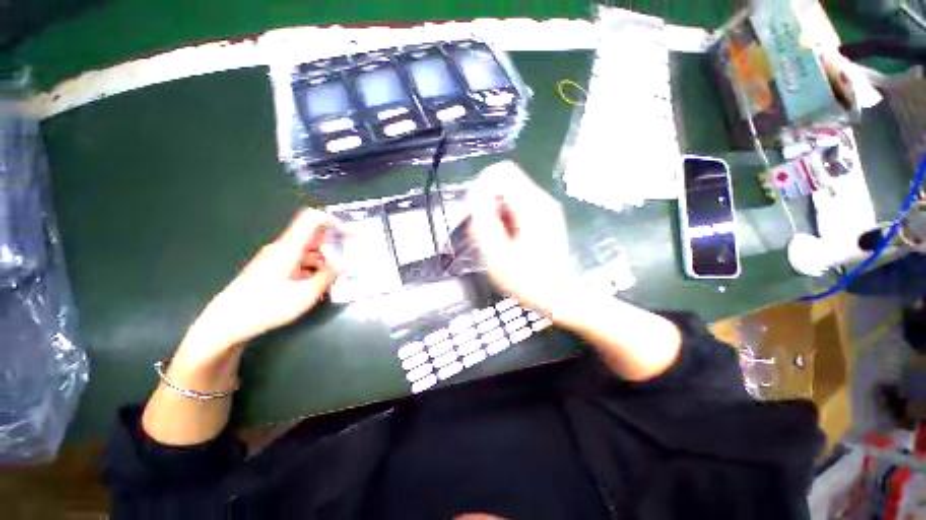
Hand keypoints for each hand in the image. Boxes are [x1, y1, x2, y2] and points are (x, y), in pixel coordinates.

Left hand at [180, 209, 343, 357]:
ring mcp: (275, 259)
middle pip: (312, 237)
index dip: (332, 220)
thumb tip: (342, 263)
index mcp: (289, 247)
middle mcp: (282, 248)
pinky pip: (297, 263)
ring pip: (306, 252)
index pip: (311, 219)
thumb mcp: (306, 294)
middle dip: (332, 247)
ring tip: (332, 281)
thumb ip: (328, 276)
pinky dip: (311, 270)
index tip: (349, 233)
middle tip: (346, 263)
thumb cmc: (267, 306)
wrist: (227, 322)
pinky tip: (316, 287)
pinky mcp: (271, 270)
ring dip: (322, 262)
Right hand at [469, 161, 581, 320]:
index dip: (482, 187)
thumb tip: (475, 195)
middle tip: (483, 232)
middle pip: (505, 183)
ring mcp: (544, 209)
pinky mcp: (544, 218)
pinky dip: (505, 219)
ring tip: (494, 241)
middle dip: (487, 203)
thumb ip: (483, 220)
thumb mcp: (497, 252)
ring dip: (495, 213)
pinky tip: (505, 241)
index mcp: (531, 204)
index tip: (476, 213)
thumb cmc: (527, 278)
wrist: (559, 296)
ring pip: (509, 197)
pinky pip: (516, 208)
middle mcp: (541, 200)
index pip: (501, 172)